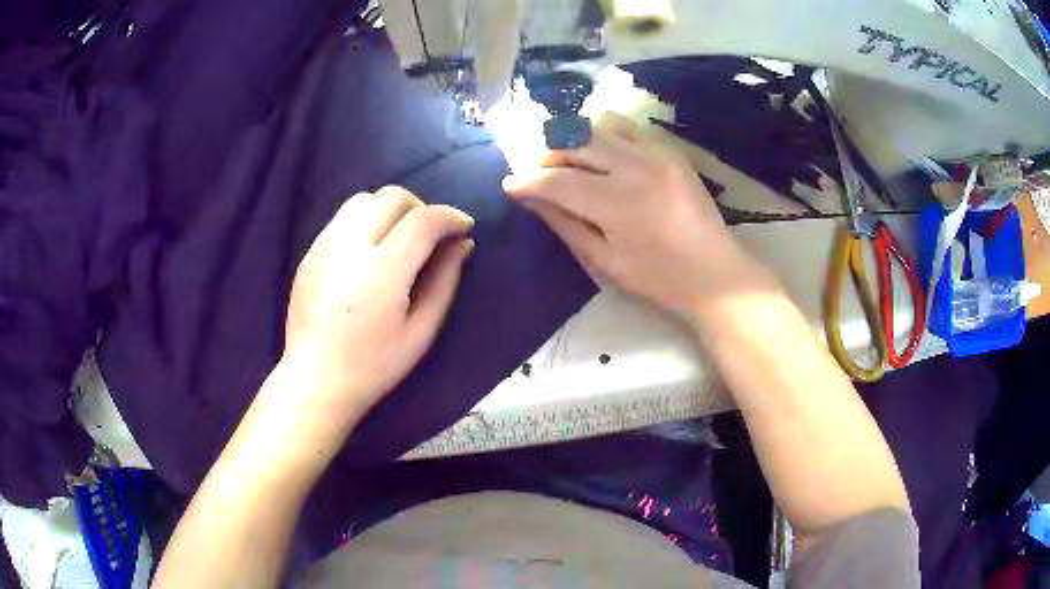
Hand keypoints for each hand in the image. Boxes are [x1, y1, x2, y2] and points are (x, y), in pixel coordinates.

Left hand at [278, 186, 473, 436]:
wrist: (314, 381)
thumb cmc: (373, 366)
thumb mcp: (420, 332)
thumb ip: (444, 282)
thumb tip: (463, 244)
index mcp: (381, 274)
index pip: (422, 220)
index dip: (450, 216)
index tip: (464, 227)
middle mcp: (349, 248)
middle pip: (391, 197)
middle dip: (421, 207)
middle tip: (432, 236)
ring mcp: (323, 247)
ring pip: (363, 200)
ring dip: (390, 210)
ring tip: (400, 239)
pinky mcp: (309, 253)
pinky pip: (342, 218)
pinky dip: (366, 221)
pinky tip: (371, 252)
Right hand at [503, 117, 760, 318]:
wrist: (714, 273)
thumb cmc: (657, 278)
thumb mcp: (604, 261)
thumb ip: (565, 224)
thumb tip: (530, 198)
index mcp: (614, 202)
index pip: (556, 180)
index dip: (527, 181)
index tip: (510, 185)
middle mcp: (632, 167)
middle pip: (574, 142)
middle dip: (546, 154)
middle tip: (537, 173)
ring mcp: (655, 154)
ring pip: (598, 126)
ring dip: (574, 139)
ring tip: (568, 160)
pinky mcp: (670, 151)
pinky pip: (629, 127)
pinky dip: (606, 134)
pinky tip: (603, 153)